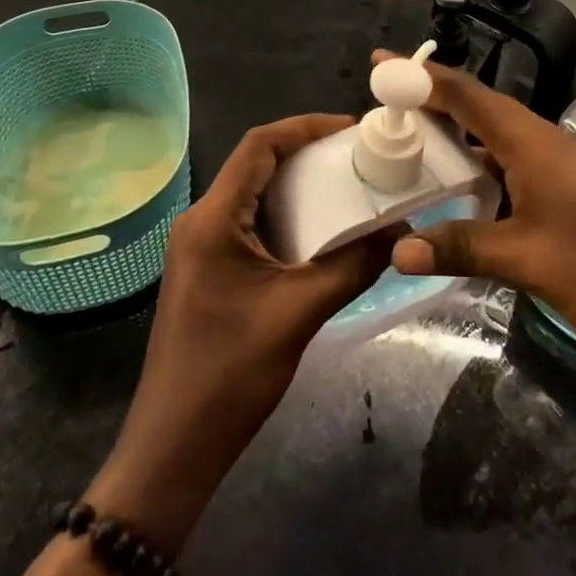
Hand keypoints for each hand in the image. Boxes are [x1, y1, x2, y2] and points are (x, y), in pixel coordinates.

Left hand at [88, 115, 396, 550]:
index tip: (351, 128)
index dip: (305, 127)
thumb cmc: (229, 376)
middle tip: (359, 154)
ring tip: (349, 183)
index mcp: (213, 218)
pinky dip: (287, 214)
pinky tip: (322, 227)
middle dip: (308, 152)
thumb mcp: (299, 314)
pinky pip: (250, 221)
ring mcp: (201, 245)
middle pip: (257, 164)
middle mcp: (202, 220)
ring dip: (299, 184)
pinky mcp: (208, 267)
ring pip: (255, 193)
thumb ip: (353, 266)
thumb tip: (402, 233)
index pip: (259, 146)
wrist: (173, 448)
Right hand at [381, 54, 575, 357]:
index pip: (466, 95)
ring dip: (456, 137)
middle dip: (432, 103)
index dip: (421, 76)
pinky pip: (513, 162)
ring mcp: (562, 164)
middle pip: (479, 108)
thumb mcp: (529, 260)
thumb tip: (399, 249)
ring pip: (497, 138)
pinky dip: (481, 166)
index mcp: (531, 142)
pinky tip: (464, 192)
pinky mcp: (573, 188)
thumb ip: (462, 247)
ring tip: (413, 146)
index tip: (381, 62)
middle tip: (386, 108)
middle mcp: (544, 141)